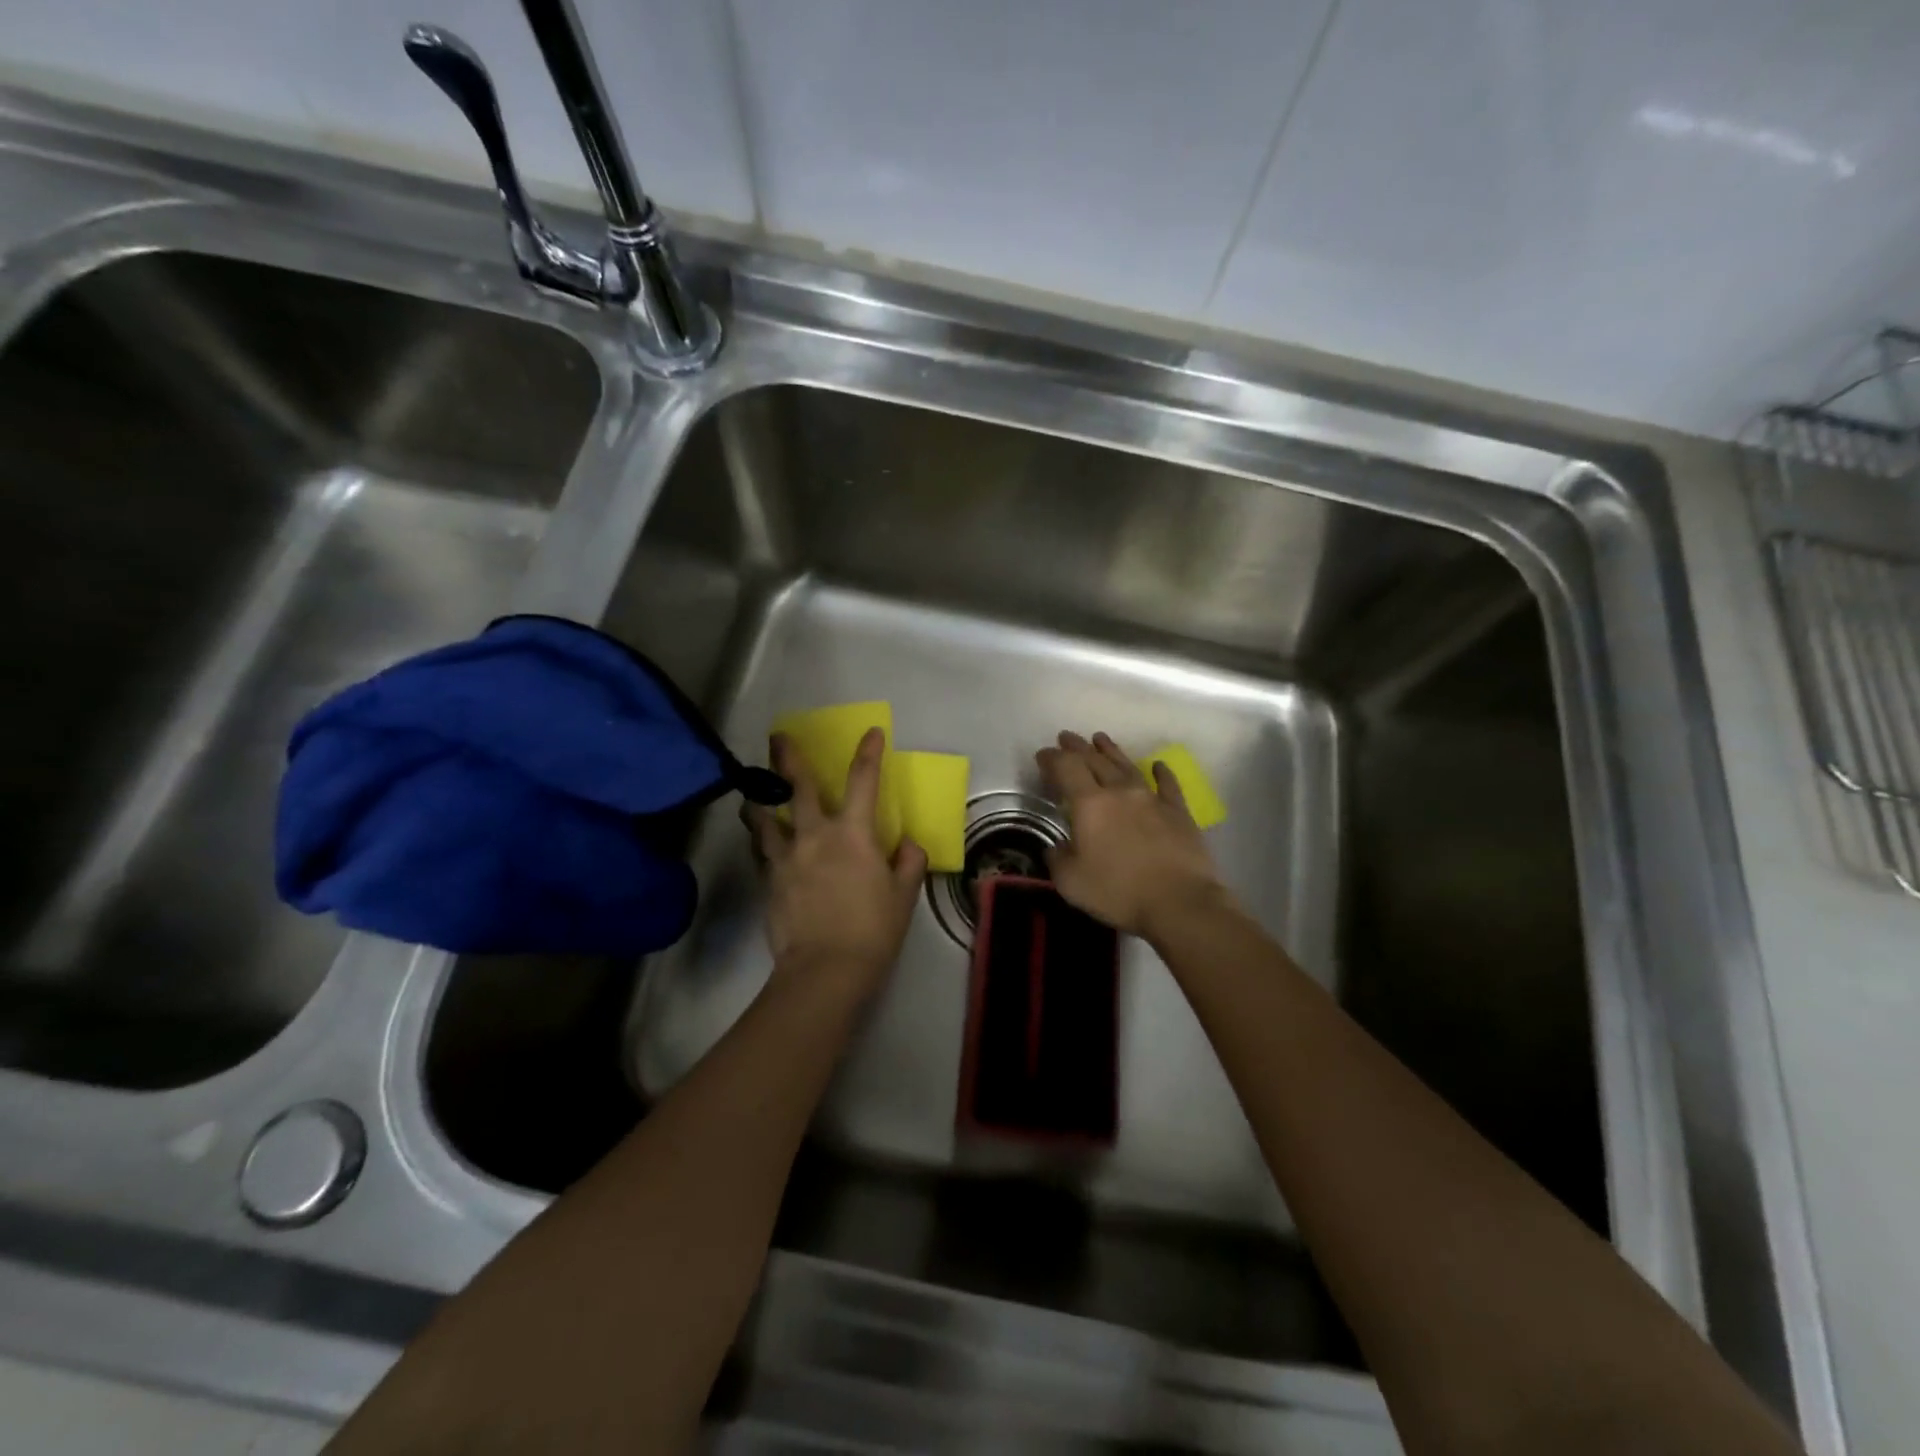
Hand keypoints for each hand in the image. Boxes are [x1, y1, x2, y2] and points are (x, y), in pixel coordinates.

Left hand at [747, 727, 927, 1003]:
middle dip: (787, 758)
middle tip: (777, 736)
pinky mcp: (768, 880)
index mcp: (853, 833)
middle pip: (796, 787)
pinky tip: (760, 841)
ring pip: (764, 817)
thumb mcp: (903, 896)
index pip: (863, 781)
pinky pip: (761, 850)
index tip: (871, 732)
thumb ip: (908, 863)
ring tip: (754, 793)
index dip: (868, 753)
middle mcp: (815, 835)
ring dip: (760, 799)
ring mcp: (785, 856)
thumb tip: (907, 844)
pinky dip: (761, 840)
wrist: (824, 970)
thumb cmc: (872, 930)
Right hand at [1036, 731, 1227, 939]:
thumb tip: (1057, 846)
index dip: (1052, 758)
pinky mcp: (1178, 811)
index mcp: (1090, 804)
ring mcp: (1152, 798)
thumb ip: (1058, 858)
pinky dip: (1161, 772)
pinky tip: (1158, 765)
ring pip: (1127, 765)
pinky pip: (1167, 784)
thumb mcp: (1070, 882)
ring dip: (1111, 750)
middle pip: (1095, 760)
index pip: (1066, 769)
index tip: (1043, 754)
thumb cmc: (1118, 892)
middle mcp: (1120, 791)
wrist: (1180, 902)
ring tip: (1100, 739)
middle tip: (1066, 738)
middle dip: (1077, 747)